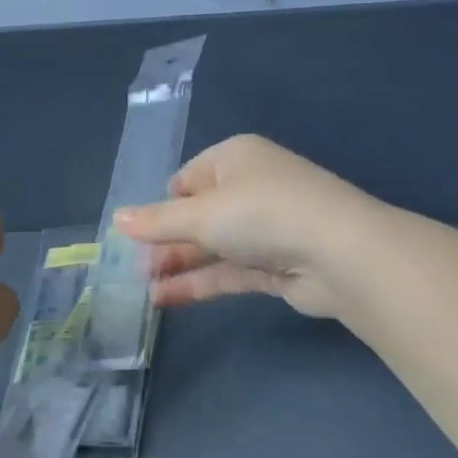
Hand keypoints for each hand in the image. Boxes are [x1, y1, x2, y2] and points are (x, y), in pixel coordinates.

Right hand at [113, 134, 386, 318]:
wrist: (341, 254)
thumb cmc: (262, 213)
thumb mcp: (202, 213)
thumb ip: (158, 221)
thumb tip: (116, 219)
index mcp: (235, 159)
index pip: (186, 180)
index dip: (161, 207)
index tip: (137, 235)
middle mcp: (251, 188)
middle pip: (198, 215)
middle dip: (166, 241)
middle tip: (132, 269)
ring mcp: (265, 228)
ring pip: (212, 246)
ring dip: (179, 265)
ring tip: (141, 289)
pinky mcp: (275, 265)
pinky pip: (229, 271)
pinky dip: (200, 282)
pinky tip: (166, 299)